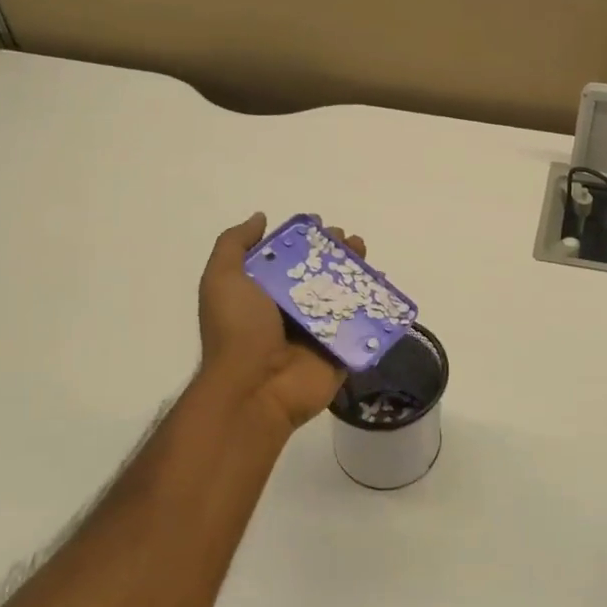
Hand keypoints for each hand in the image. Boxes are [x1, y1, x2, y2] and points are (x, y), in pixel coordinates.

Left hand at [197, 213, 364, 434]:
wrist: (254, 389)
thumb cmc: (238, 330)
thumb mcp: (222, 278)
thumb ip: (235, 244)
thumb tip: (261, 218)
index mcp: (263, 292)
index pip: (288, 259)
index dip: (305, 239)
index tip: (321, 224)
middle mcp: (291, 310)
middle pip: (320, 274)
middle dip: (336, 253)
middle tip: (350, 240)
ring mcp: (317, 332)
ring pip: (343, 296)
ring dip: (357, 273)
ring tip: (365, 255)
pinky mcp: (340, 351)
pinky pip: (362, 326)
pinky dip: (375, 307)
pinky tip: (383, 286)